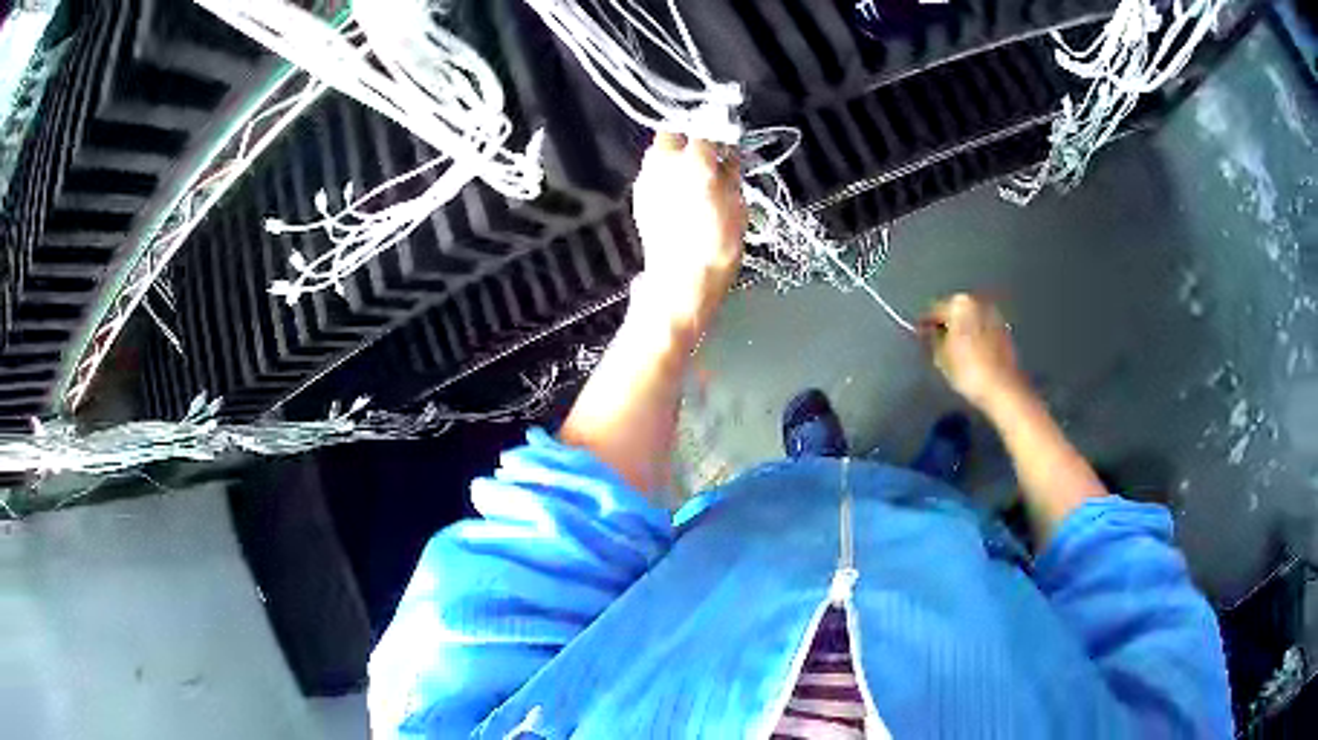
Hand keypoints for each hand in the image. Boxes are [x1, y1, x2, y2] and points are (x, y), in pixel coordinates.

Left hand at [630, 133, 745, 333]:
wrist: (681, 281)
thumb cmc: (718, 244)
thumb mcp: (737, 205)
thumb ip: (730, 172)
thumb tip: (727, 153)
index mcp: (694, 162)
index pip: (705, 127)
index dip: (717, 127)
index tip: (725, 134)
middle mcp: (664, 163)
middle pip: (672, 132)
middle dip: (688, 135)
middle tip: (706, 149)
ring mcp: (646, 179)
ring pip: (659, 152)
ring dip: (675, 154)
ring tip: (693, 171)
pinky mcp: (638, 196)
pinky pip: (653, 173)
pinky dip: (665, 173)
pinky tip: (678, 190)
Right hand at [920, 294, 1029, 413]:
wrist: (1003, 389)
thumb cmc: (969, 371)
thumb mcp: (940, 357)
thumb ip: (931, 339)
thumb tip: (928, 332)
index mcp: (960, 304)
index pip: (935, 309)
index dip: (925, 323)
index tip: (918, 334)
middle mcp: (979, 303)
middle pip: (955, 312)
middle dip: (946, 325)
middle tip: (935, 343)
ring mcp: (994, 316)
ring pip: (970, 321)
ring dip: (961, 332)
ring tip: (952, 351)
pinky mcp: (1004, 331)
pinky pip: (982, 330)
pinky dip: (974, 338)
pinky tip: (969, 355)